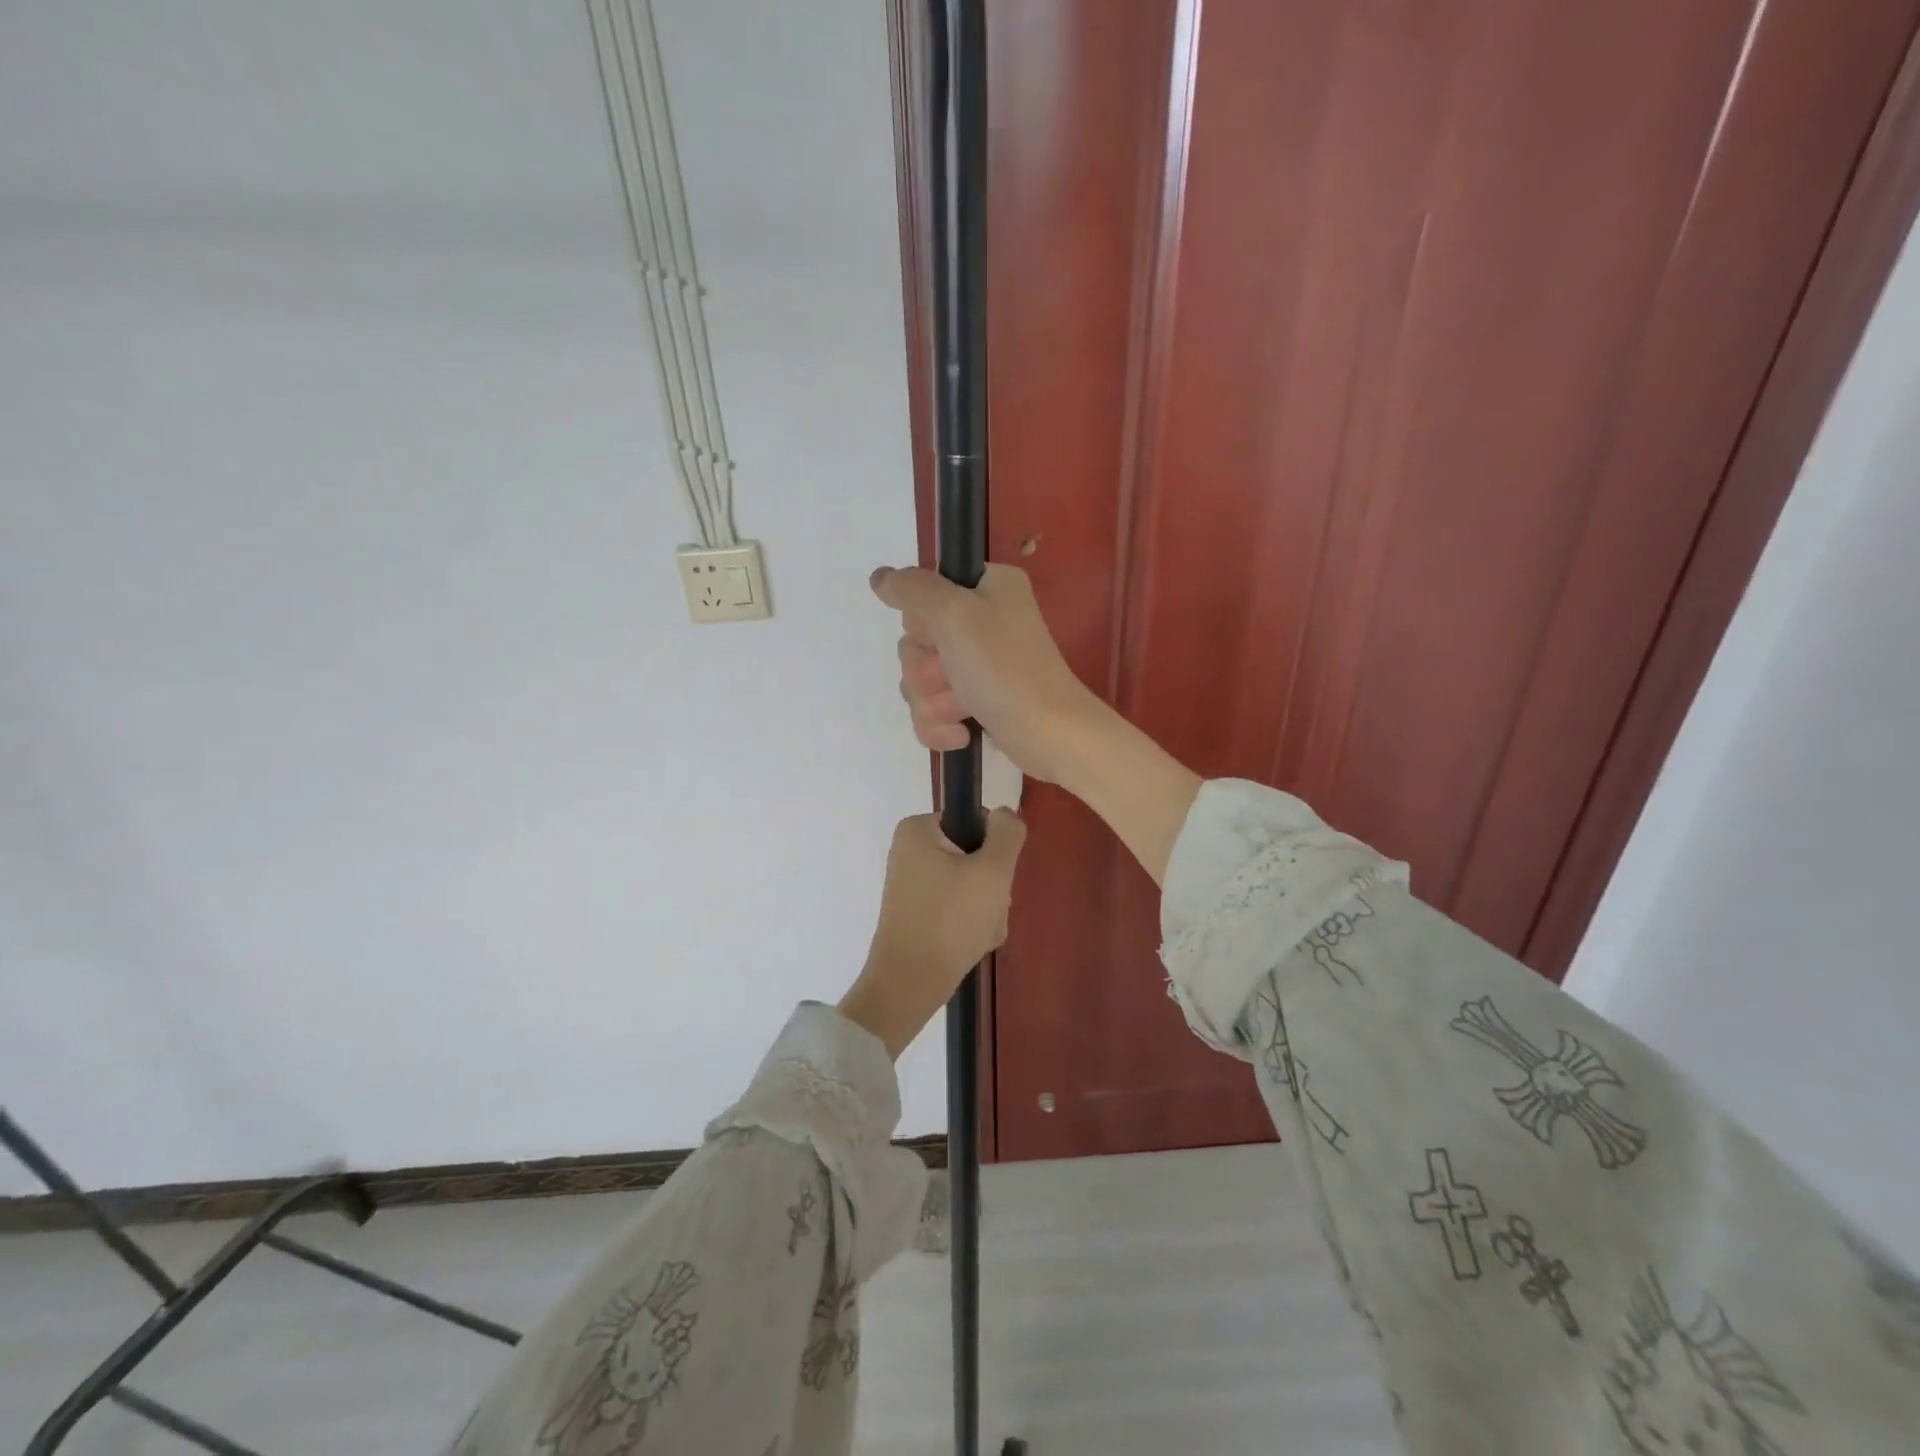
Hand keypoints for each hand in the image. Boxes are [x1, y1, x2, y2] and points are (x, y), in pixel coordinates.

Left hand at [838, 810, 1026, 1057]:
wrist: (909, 984)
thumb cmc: (950, 920)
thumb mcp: (992, 870)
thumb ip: (1008, 833)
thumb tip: (1004, 815)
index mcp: (918, 829)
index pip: (976, 823)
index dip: (994, 851)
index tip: (994, 880)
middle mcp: (910, 850)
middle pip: (975, 856)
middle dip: (992, 888)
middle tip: (989, 911)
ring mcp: (913, 883)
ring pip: (971, 885)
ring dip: (987, 908)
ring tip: (980, 932)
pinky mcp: (917, 911)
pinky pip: (958, 907)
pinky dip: (972, 923)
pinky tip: (973, 943)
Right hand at [871, 563, 1100, 784]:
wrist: (1049, 735)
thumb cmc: (1004, 668)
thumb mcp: (954, 614)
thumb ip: (912, 589)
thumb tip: (879, 577)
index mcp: (987, 588)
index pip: (923, 594)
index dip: (922, 623)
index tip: (941, 636)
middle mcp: (983, 620)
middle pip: (916, 642)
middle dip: (927, 670)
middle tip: (955, 677)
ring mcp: (980, 666)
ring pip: (919, 682)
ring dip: (934, 701)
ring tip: (964, 710)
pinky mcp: (976, 704)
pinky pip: (931, 712)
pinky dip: (941, 726)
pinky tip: (963, 734)